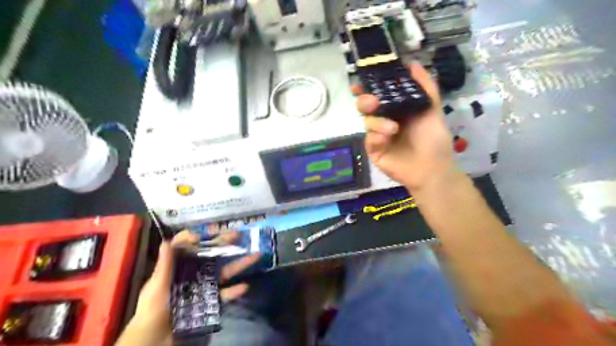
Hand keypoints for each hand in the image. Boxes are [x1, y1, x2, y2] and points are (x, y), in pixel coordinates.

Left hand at [117, 229, 258, 344]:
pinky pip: (225, 294)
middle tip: (239, 234)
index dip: (195, 237)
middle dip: (224, 243)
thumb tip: (167, 240)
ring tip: (255, 256)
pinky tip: (244, 287)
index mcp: (178, 266)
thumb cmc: (152, 310)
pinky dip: (235, 291)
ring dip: (240, 264)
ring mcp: (205, 285)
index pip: (186, 246)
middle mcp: (194, 272)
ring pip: (224, 271)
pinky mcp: (211, 301)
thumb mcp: (156, 287)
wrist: (156, 341)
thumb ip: (164, 265)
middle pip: (211, 254)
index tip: (202, 235)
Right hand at [356, 62, 456, 191]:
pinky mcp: (374, 151)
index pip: (378, 95)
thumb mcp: (432, 109)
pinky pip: (368, 139)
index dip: (368, 87)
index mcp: (397, 109)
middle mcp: (385, 120)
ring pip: (366, 122)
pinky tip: (388, 139)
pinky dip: (376, 136)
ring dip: (377, 122)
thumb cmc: (433, 139)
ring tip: (393, 129)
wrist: (432, 168)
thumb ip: (424, 86)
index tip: (360, 82)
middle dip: (365, 101)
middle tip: (372, 102)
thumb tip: (411, 63)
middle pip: (365, 107)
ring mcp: (378, 136)